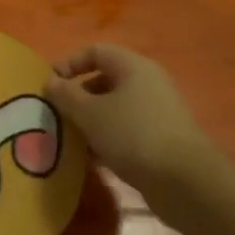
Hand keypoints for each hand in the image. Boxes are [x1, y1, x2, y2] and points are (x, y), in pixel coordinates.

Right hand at [45, 44, 225, 204]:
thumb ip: (66, 95)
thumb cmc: (132, 135)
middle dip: (77, 97)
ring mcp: (157, 112)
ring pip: (114, 108)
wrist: (185, 182)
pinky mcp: (162, 139)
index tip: (49, 86)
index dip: (69, 64)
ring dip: (90, 121)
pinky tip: (93, 159)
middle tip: (58, 115)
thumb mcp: (89, 113)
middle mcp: (147, 83)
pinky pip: (126, 130)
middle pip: (104, 80)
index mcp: (133, 67)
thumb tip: (50, 81)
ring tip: (71, 140)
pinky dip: (107, 139)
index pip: (95, 52)